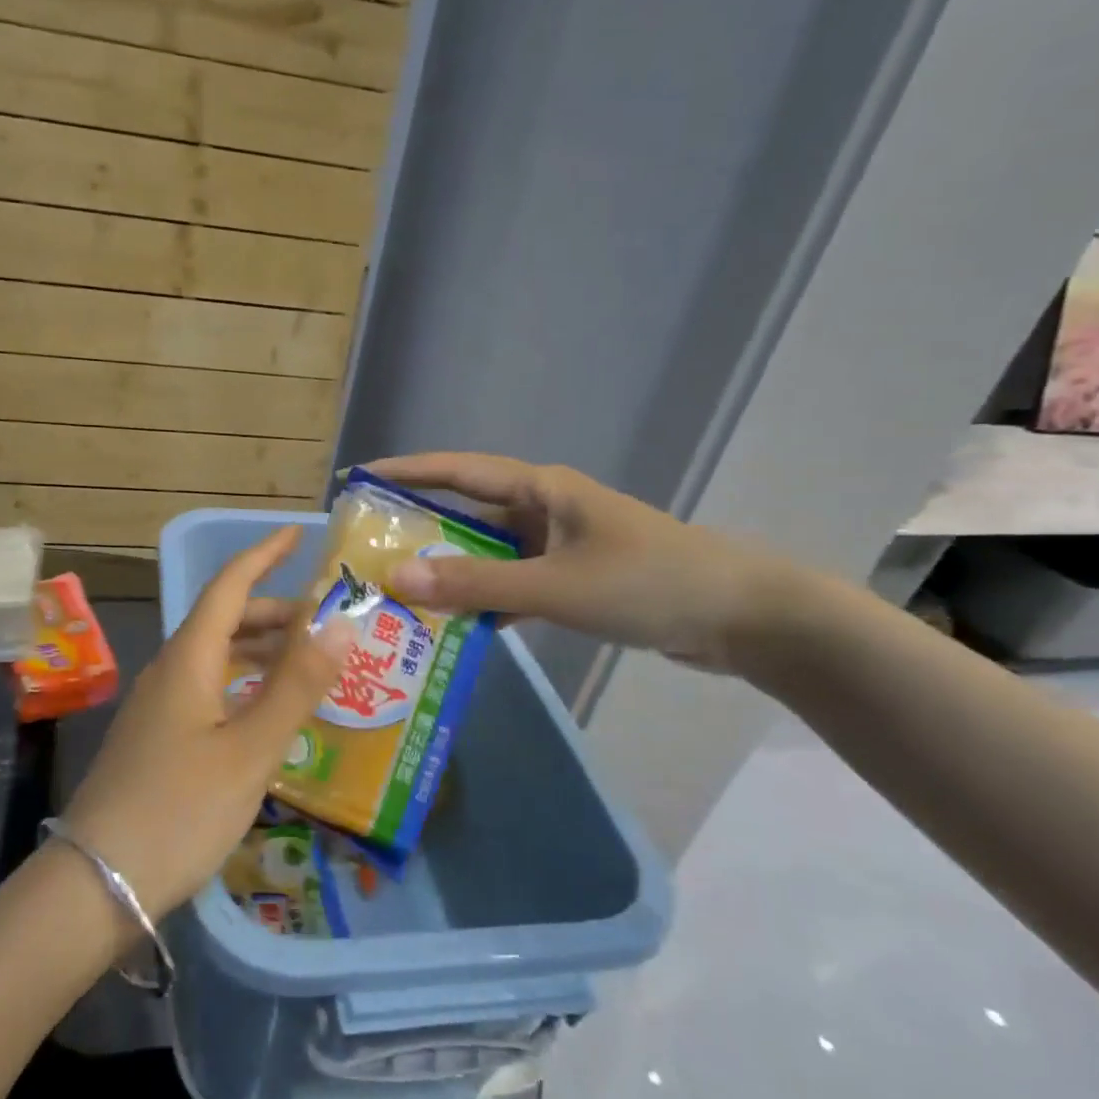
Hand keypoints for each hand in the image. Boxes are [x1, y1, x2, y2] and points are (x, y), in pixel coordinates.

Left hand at [60, 526, 352, 920]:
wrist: (98, 882)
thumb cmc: (180, 809)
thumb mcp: (250, 750)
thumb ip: (297, 686)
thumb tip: (342, 624)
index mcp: (189, 659)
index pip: (229, 586)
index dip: (263, 555)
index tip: (297, 535)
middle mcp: (170, 671)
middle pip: (224, 621)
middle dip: (273, 612)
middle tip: (325, 623)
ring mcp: (159, 707)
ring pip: (216, 658)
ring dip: (261, 651)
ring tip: (308, 665)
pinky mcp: (158, 739)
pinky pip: (208, 690)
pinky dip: (244, 685)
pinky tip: (267, 713)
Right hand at [368, 453, 799, 673]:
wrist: (742, 618)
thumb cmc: (647, 583)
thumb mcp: (554, 586)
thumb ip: (474, 584)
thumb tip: (395, 579)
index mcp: (540, 489)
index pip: (456, 471)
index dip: (404, 472)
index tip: (355, 479)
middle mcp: (544, 509)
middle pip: (466, 513)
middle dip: (418, 530)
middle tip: (366, 550)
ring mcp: (560, 546)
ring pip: (488, 555)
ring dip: (450, 573)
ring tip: (397, 594)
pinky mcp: (574, 580)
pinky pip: (513, 585)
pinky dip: (485, 602)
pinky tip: (456, 628)